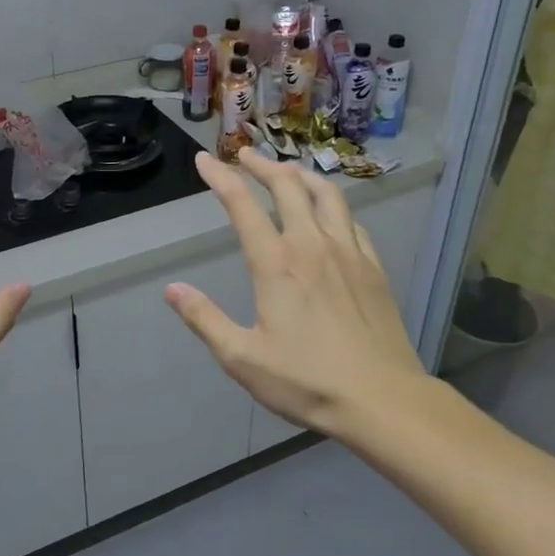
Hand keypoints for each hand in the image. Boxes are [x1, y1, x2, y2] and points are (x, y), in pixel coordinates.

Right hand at [165, 149, 427, 442]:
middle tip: (244, 156)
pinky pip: (351, 220)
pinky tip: (329, 214)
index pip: (242, 206)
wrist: (382, 399)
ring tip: (286, 172)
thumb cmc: (306, 381)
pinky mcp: (374, 267)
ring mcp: (349, 252)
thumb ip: (205, 320)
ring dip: (301, 175)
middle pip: (287, 186)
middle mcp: (313, 245)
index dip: (220, 178)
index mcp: (277, 264)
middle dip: (262, 165)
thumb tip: (173, 289)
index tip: (204, 159)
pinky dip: (333, 205)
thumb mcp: (242, 358)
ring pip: (326, 194)